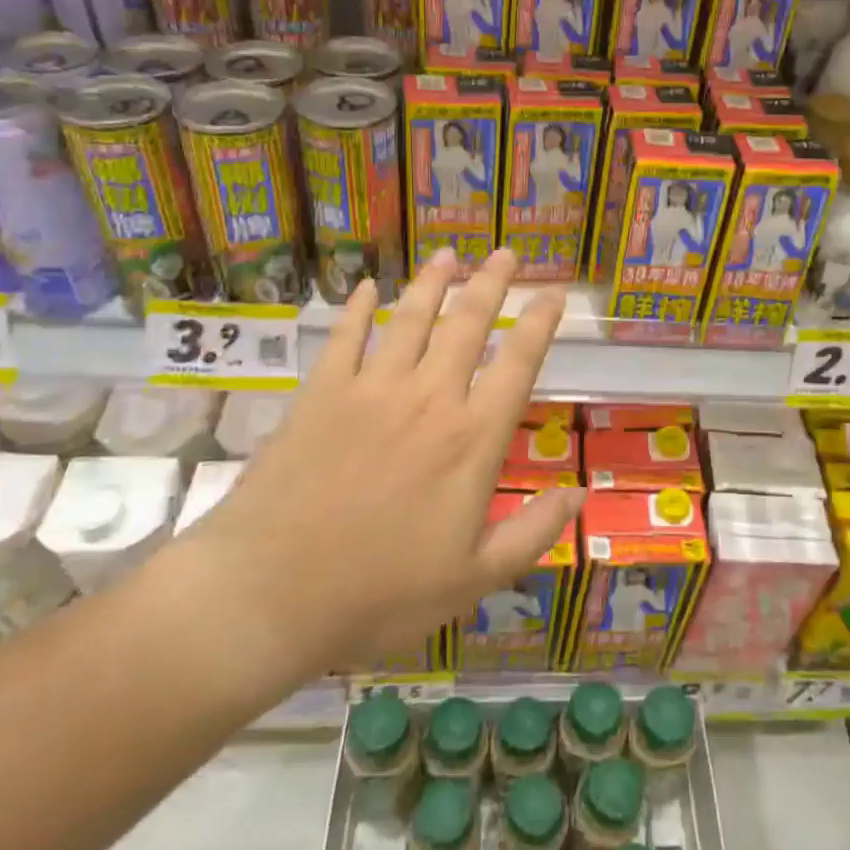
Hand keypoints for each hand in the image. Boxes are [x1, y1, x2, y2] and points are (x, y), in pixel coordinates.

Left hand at [188, 247, 580, 682]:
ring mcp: (370, 391)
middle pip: (467, 325)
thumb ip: (531, 534)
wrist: (269, 594)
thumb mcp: (473, 580)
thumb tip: (580, 496)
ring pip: (410, 319)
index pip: (517, 364)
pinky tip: (367, 287)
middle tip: (506, 254)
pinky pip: (344, 338)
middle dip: (491, 284)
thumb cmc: (379, 595)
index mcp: (471, 441)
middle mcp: (428, 400)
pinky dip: (357, 308)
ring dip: (432, 283)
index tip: (554, 294)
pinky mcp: (319, 395)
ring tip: (449, 257)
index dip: (540, 324)